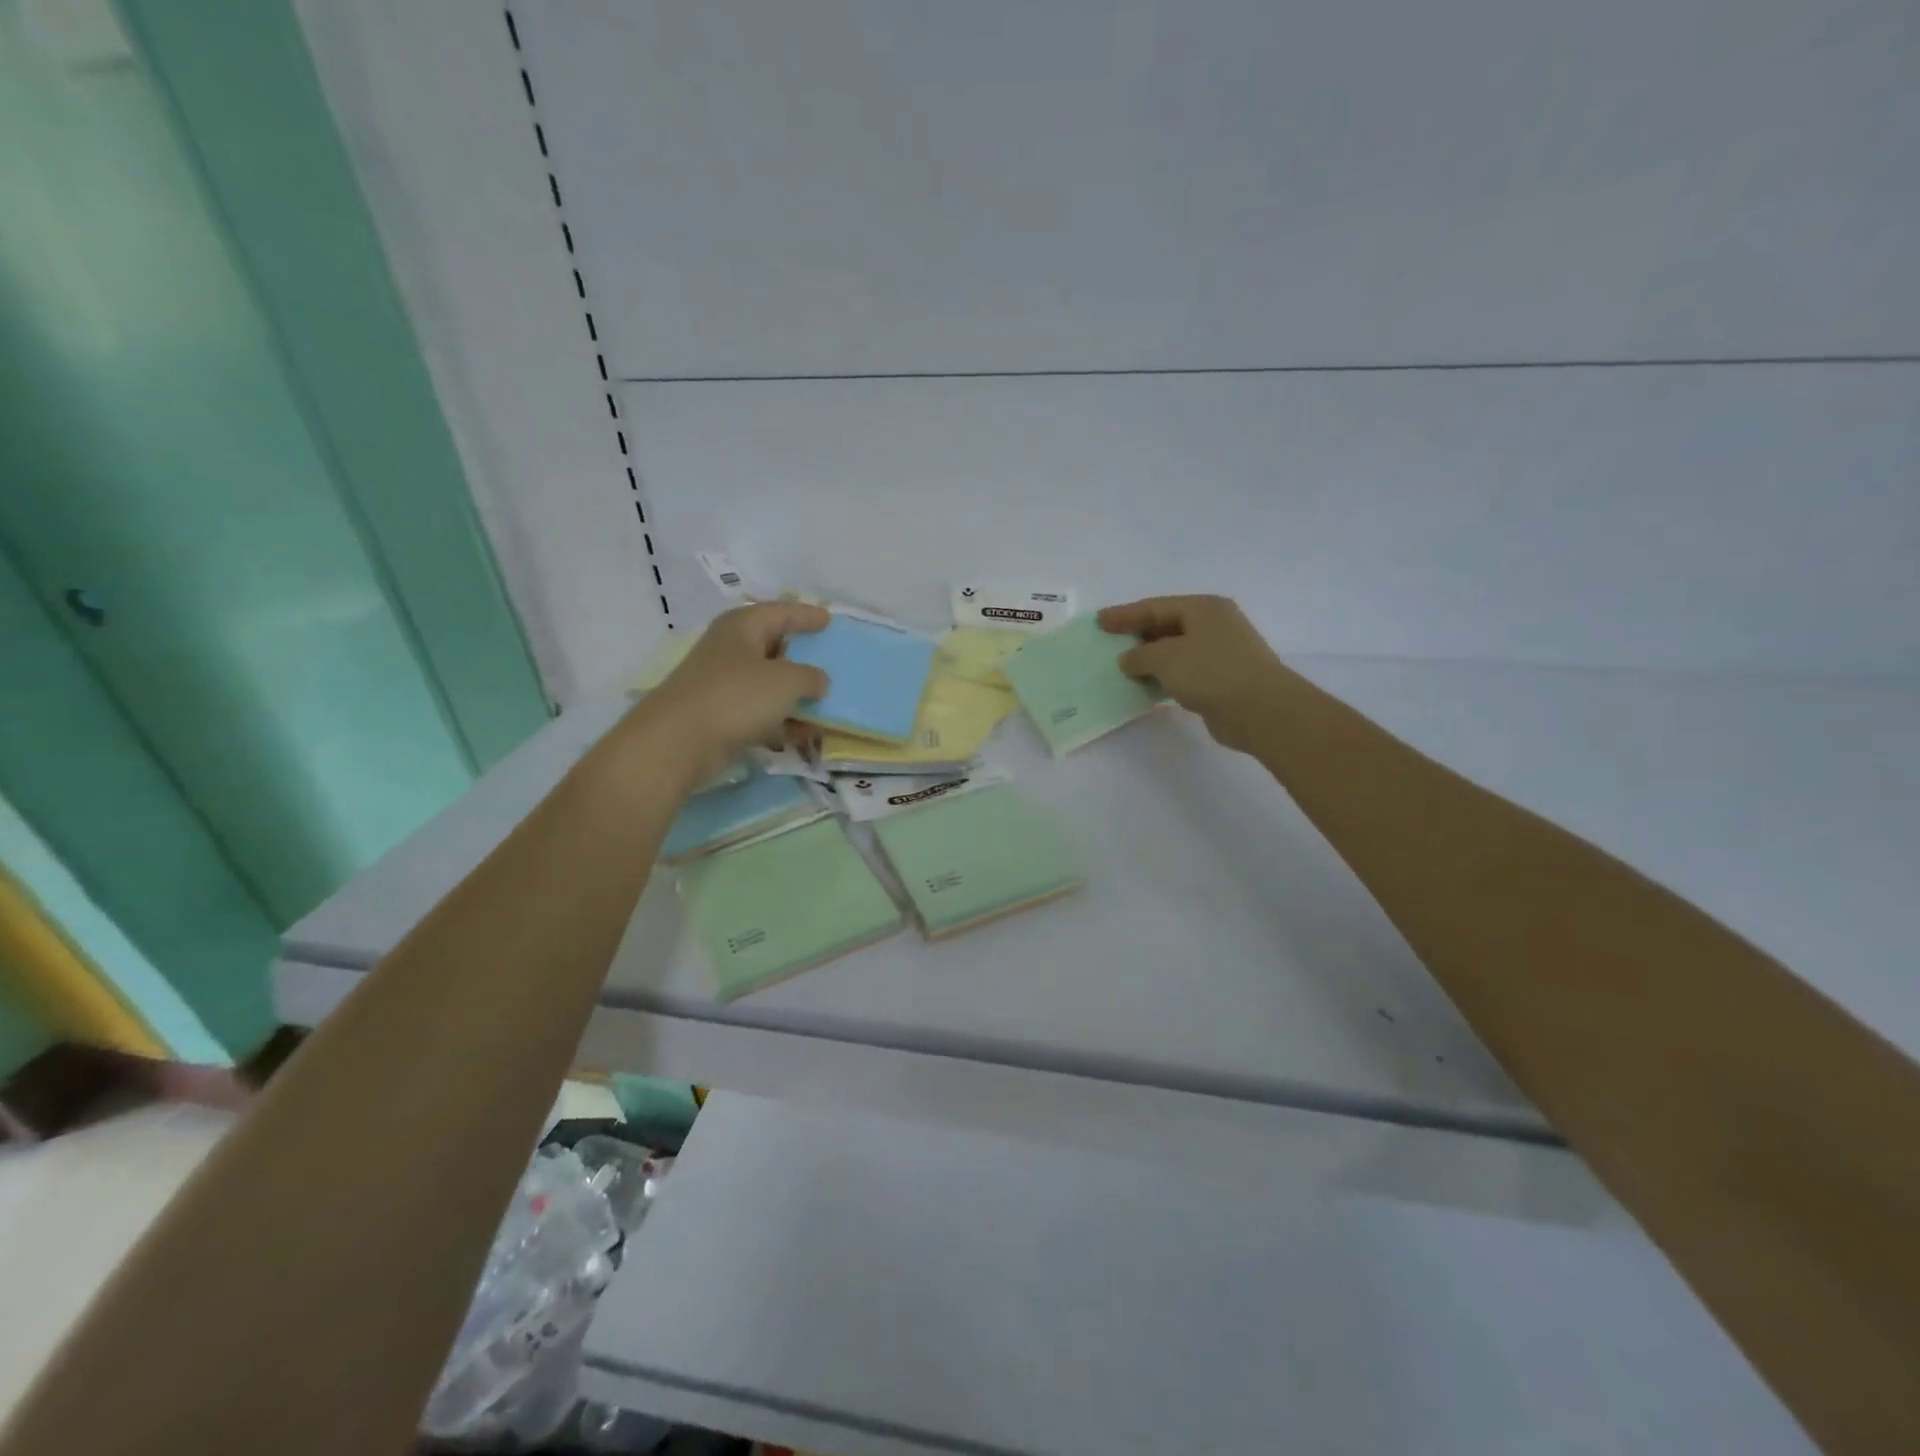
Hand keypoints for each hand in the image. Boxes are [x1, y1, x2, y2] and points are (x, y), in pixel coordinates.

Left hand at [633, 602, 830, 787]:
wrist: (678, 743)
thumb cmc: (736, 697)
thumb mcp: (786, 681)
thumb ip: (811, 677)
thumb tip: (819, 681)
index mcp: (742, 628)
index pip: (779, 612)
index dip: (805, 615)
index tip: (829, 620)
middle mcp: (730, 651)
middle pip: (772, 647)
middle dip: (801, 656)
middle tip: (828, 659)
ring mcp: (723, 686)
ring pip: (767, 685)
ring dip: (795, 695)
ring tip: (826, 704)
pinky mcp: (720, 718)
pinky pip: (760, 714)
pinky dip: (783, 722)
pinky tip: (806, 736)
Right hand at [1097, 595, 1288, 753]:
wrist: (1260, 710)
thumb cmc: (1211, 672)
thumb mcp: (1165, 658)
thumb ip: (1139, 655)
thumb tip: (1128, 659)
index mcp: (1203, 608)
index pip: (1155, 606)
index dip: (1125, 614)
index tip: (1099, 621)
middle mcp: (1214, 625)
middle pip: (1166, 626)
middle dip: (1137, 636)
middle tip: (1109, 643)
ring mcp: (1221, 653)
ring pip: (1175, 651)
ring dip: (1149, 660)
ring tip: (1122, 668)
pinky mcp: (1222, 679)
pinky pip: (1184, 673)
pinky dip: (1164, 678)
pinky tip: (1145, 688)